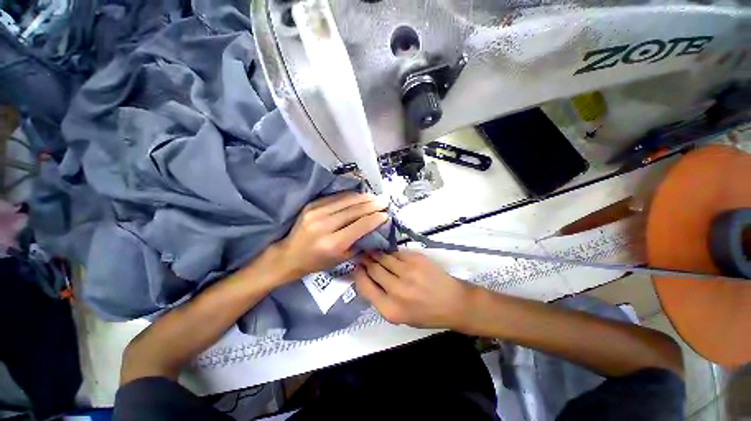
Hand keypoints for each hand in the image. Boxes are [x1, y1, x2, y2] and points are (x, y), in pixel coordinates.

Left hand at [275, 192, 388, 280]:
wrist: (289, 255)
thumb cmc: (317, 262)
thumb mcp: (341, 259)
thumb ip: (358, 243)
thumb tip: (373, 228)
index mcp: (333, 243)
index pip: (360, 226)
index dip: (375, 218)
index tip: (385, 214)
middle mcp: (324, 225)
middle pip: (354, 210)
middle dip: (372, 204)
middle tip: (384, 201)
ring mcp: (316, 212)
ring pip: (345, 201)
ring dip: (362, 197)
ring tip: (374, 196)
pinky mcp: (311, 205)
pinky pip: (335, 197)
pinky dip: (349, 196)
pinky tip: (358, 196)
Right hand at [354, 251, 474, 328]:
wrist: (453, 303)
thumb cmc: (426, 314)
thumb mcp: (399, 316)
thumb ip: (380, 299)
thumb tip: (366, 278)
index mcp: (390, 310)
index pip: (365, 287)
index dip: (358, 274)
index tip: (357, 267)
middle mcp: (397, 290)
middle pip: (373, 269)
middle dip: (365, 261)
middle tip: (362, 255)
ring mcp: (408, 272)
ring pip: (384, 258)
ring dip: (376, 254)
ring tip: (372, 250)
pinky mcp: (417, 259)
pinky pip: (397, 253)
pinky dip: (391, 253)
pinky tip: (389, 252)